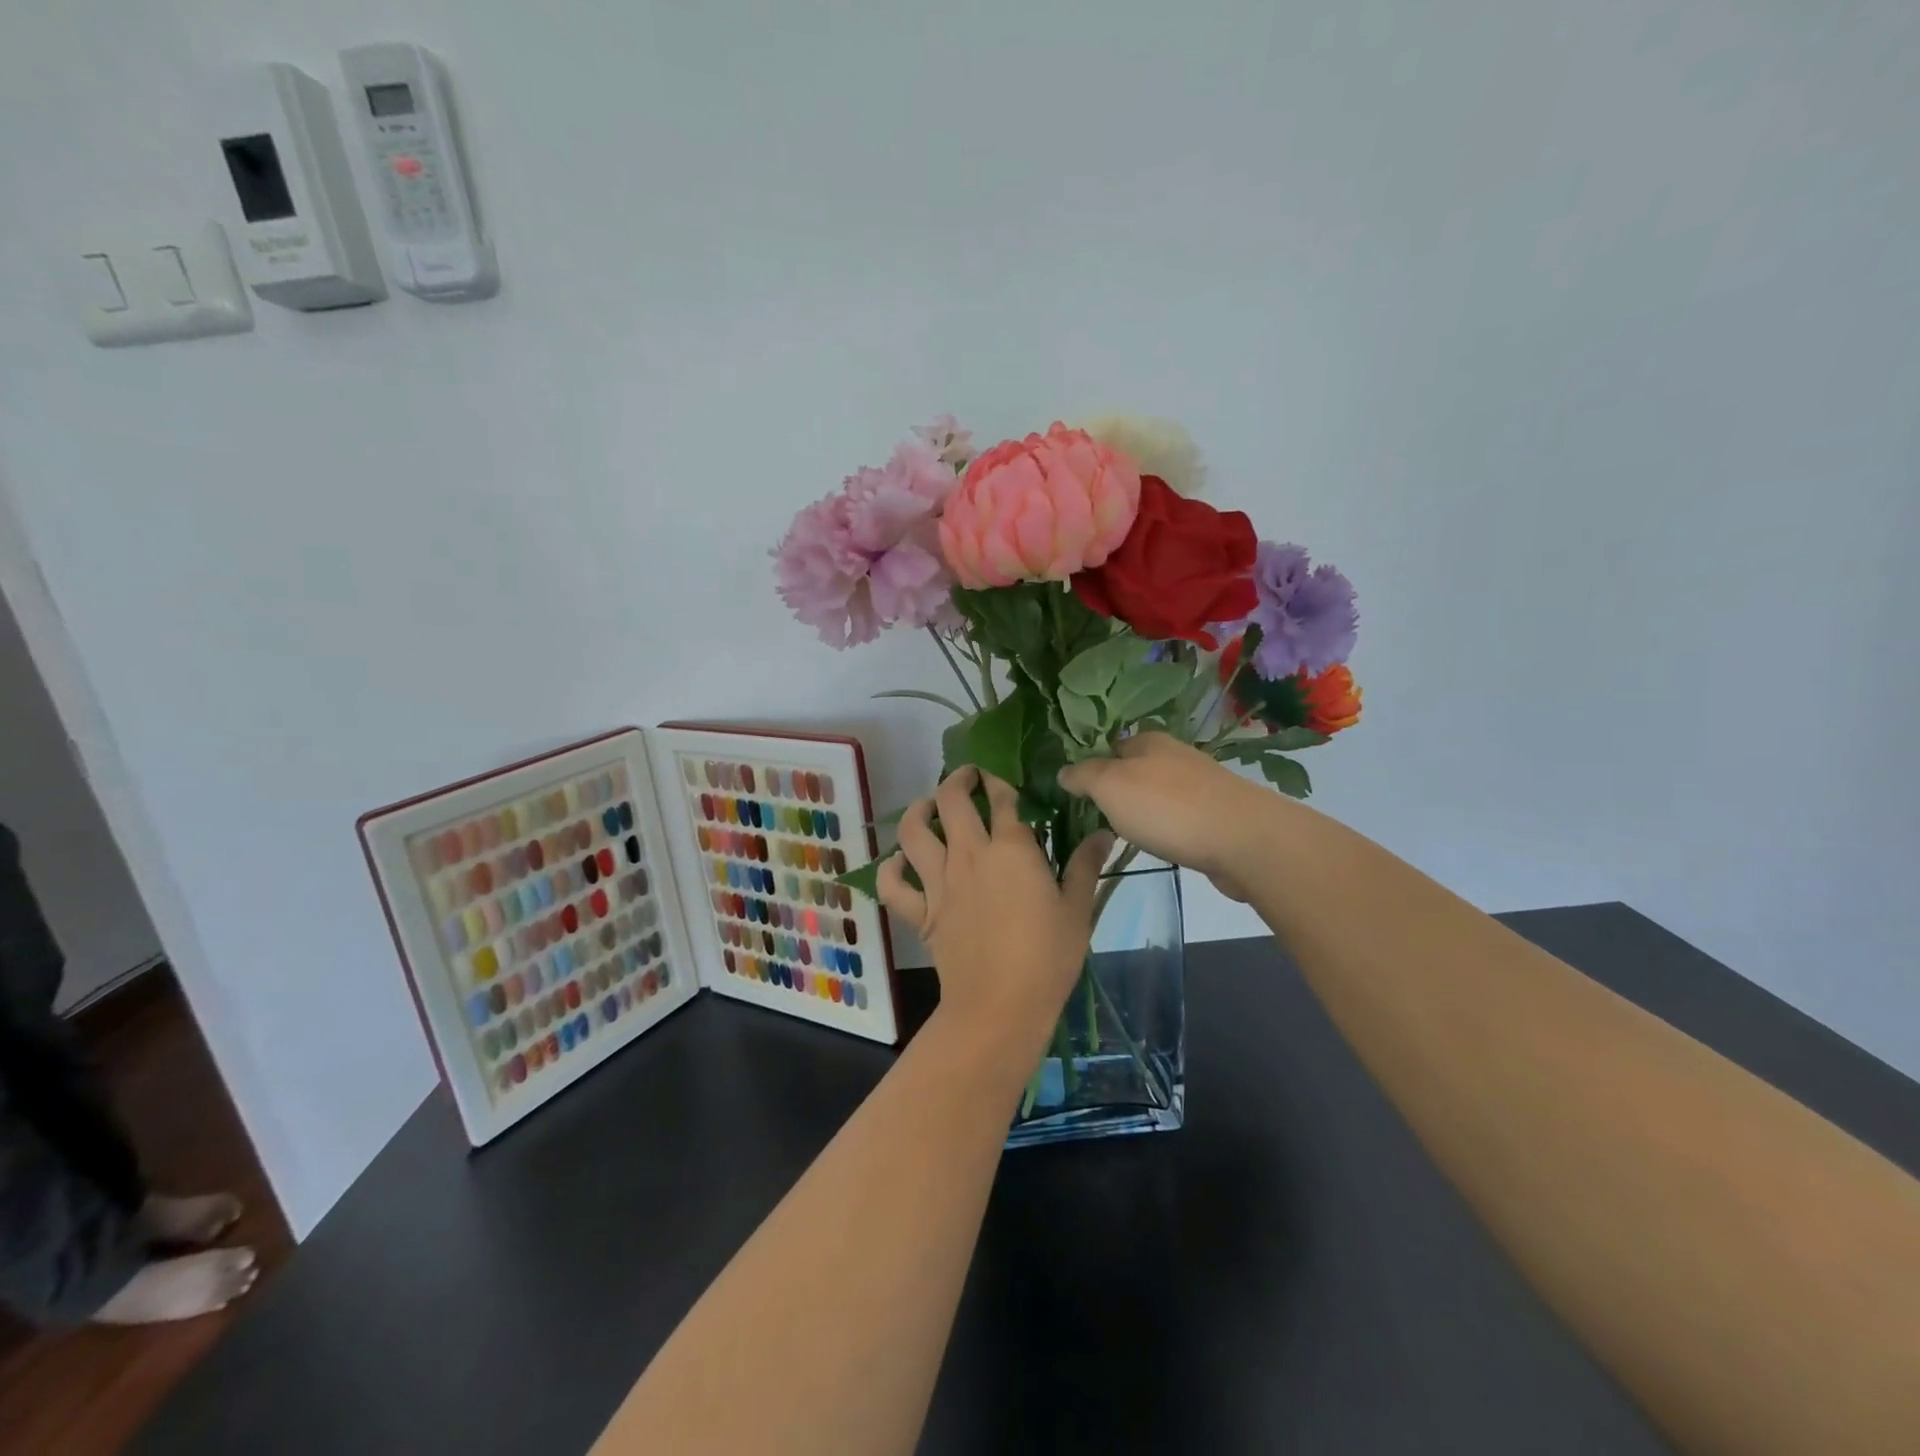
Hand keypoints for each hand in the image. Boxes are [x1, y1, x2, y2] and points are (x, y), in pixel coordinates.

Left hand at [878, 766, 1110, 1055]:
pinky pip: (893, 885)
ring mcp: (939, 882)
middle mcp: (969, 855)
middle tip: (966, 778)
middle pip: (950, 801)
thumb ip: (1085, 866)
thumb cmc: (1048, 957)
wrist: (1000, 1006)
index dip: (999, 783)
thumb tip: (1104, 832)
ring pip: (913, 832)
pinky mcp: (921, 913)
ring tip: (927, 806)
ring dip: (917, 810)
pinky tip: (899, 863)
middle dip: (957, 780)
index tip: (1001, 781)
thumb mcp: (1077, 910)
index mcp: (1011, 849)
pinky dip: (891, 870)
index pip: (1002, 799)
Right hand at [1057, 733, 1269, 901]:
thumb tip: (1062, 772)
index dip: (1091, 766)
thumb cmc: (1167, 807)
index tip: (1076, 792)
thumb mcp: (1109, 786)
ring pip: (1159, 794)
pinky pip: (1180, 817)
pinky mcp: (1218, 815)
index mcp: (1148, 741)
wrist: (1242, 840)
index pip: (1110, 746)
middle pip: (1136, 769)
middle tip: (1095, 817)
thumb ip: (1083, 776)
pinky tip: (1161, 843)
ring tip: (1125, 834)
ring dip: (1144, 810)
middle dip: (1118, 790)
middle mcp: (1175, 756)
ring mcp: (1200, 785)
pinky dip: (1168, 827)